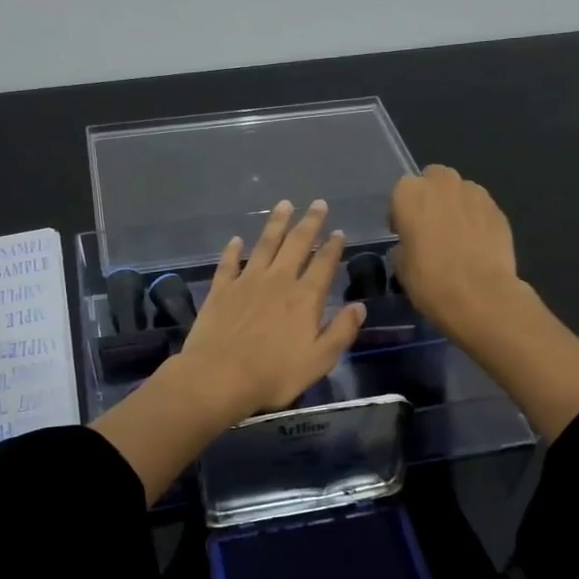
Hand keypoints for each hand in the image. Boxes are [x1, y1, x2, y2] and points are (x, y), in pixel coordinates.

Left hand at [176, 199, 366, 420]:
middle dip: (309, 222)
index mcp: (305, 297)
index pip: (324, 264)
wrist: (220, 376)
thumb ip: (341, 331)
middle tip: (318, 203)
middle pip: (296, 244)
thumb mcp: (319, 360)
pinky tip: (236, 240)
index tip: (339, 231)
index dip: (333, 246)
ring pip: (265, 244)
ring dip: (276, 223)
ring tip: (284, 204)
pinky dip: (233, 250)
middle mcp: (278, 280)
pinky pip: (229, 263)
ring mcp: (247, 281)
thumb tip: (359, 306)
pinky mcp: (221, 289)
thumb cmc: (274, 374)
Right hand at [389, 165, 522, 347]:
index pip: (400, 193)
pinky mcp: (499, 209)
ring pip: (460, 191)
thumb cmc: (430, 280)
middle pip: (433, 180)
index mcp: (410, 193)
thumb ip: (404, 244)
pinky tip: (476, 245)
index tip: (404, 234)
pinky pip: (480, 208)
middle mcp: (442, 183)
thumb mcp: (401, 266)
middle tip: (430, 228)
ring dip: (455, 206)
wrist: (480, 295)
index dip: (402, 213)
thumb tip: (411, 244)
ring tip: (456, 237)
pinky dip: (476, 220)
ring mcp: (475, 193)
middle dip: (431, 198)